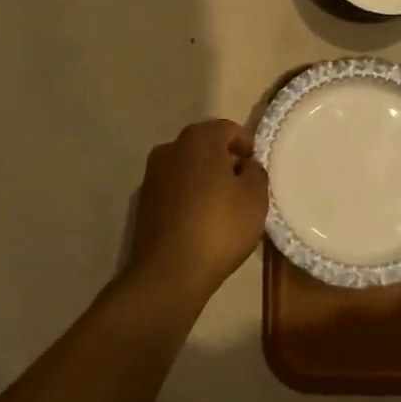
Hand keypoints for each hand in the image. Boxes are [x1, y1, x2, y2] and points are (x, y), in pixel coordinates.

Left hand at [126, 119, 269, 302]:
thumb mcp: (255, 198)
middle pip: (205, 145)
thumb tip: (245, 166)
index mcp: (199, 139)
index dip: (247, 145)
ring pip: (188, 167)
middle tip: (244, 186)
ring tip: (223, 206)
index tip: (257, 168)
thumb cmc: (219, 227)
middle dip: (225, 160)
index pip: (228, 129)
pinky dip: (189, 196)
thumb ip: (255, 172)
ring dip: (206, 178)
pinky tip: (201, 221)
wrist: (168, 272)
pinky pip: (175, 188)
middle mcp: (171, 148)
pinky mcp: (143, 201)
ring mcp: (152, 175)